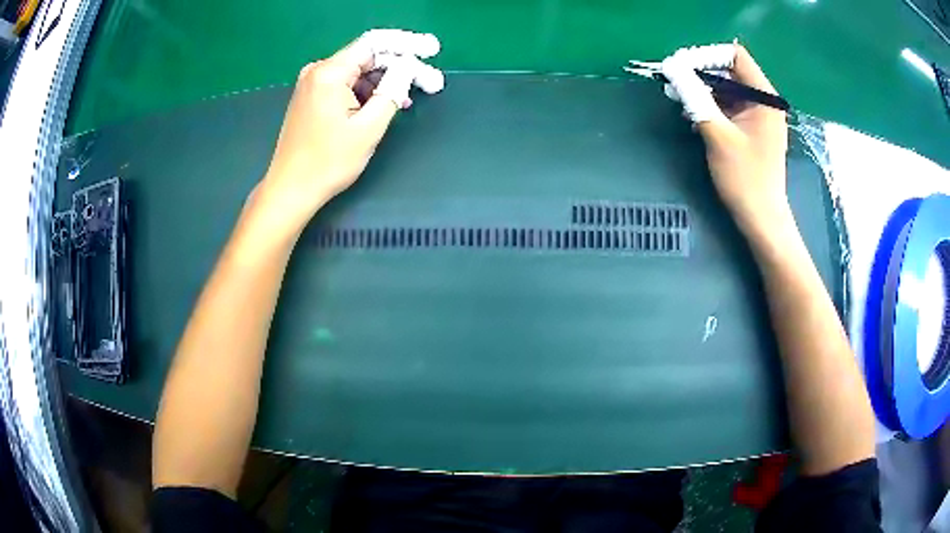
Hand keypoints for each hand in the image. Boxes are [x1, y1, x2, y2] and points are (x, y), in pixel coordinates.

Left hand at [258, 29, 443, 230]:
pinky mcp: (310, 97)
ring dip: (382, 82)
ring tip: (407, 99)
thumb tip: (408, 67)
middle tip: (428, 80)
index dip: (406, 45)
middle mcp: (317, 70)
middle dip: (398, 67)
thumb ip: (393, 91)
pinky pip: (345, 84)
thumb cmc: (329, 162)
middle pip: (366, 57)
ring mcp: (311, 83)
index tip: (431, 50)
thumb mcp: (369, 127)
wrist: (291, 189)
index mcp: (329, 73)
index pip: (374, 44)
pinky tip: (382, 105)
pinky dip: (365, 92)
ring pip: (357, 72)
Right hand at [661, 45, 789, 237]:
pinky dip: (711, 106)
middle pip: (730, 71)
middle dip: (701, 73)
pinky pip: (729, 106)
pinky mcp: (752, 129)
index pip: (735, 56)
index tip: (682, 68)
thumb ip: (695, 97)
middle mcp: (764, 101)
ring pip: (727, 88)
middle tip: (675, 82)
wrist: (761, 219)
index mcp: (764, 98)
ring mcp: (759, 116)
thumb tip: (671, 67)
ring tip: (679, 98)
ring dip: (703, 90)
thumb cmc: (745, 179)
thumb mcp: (717, 135)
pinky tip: (693, 114)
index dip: (707, 56)